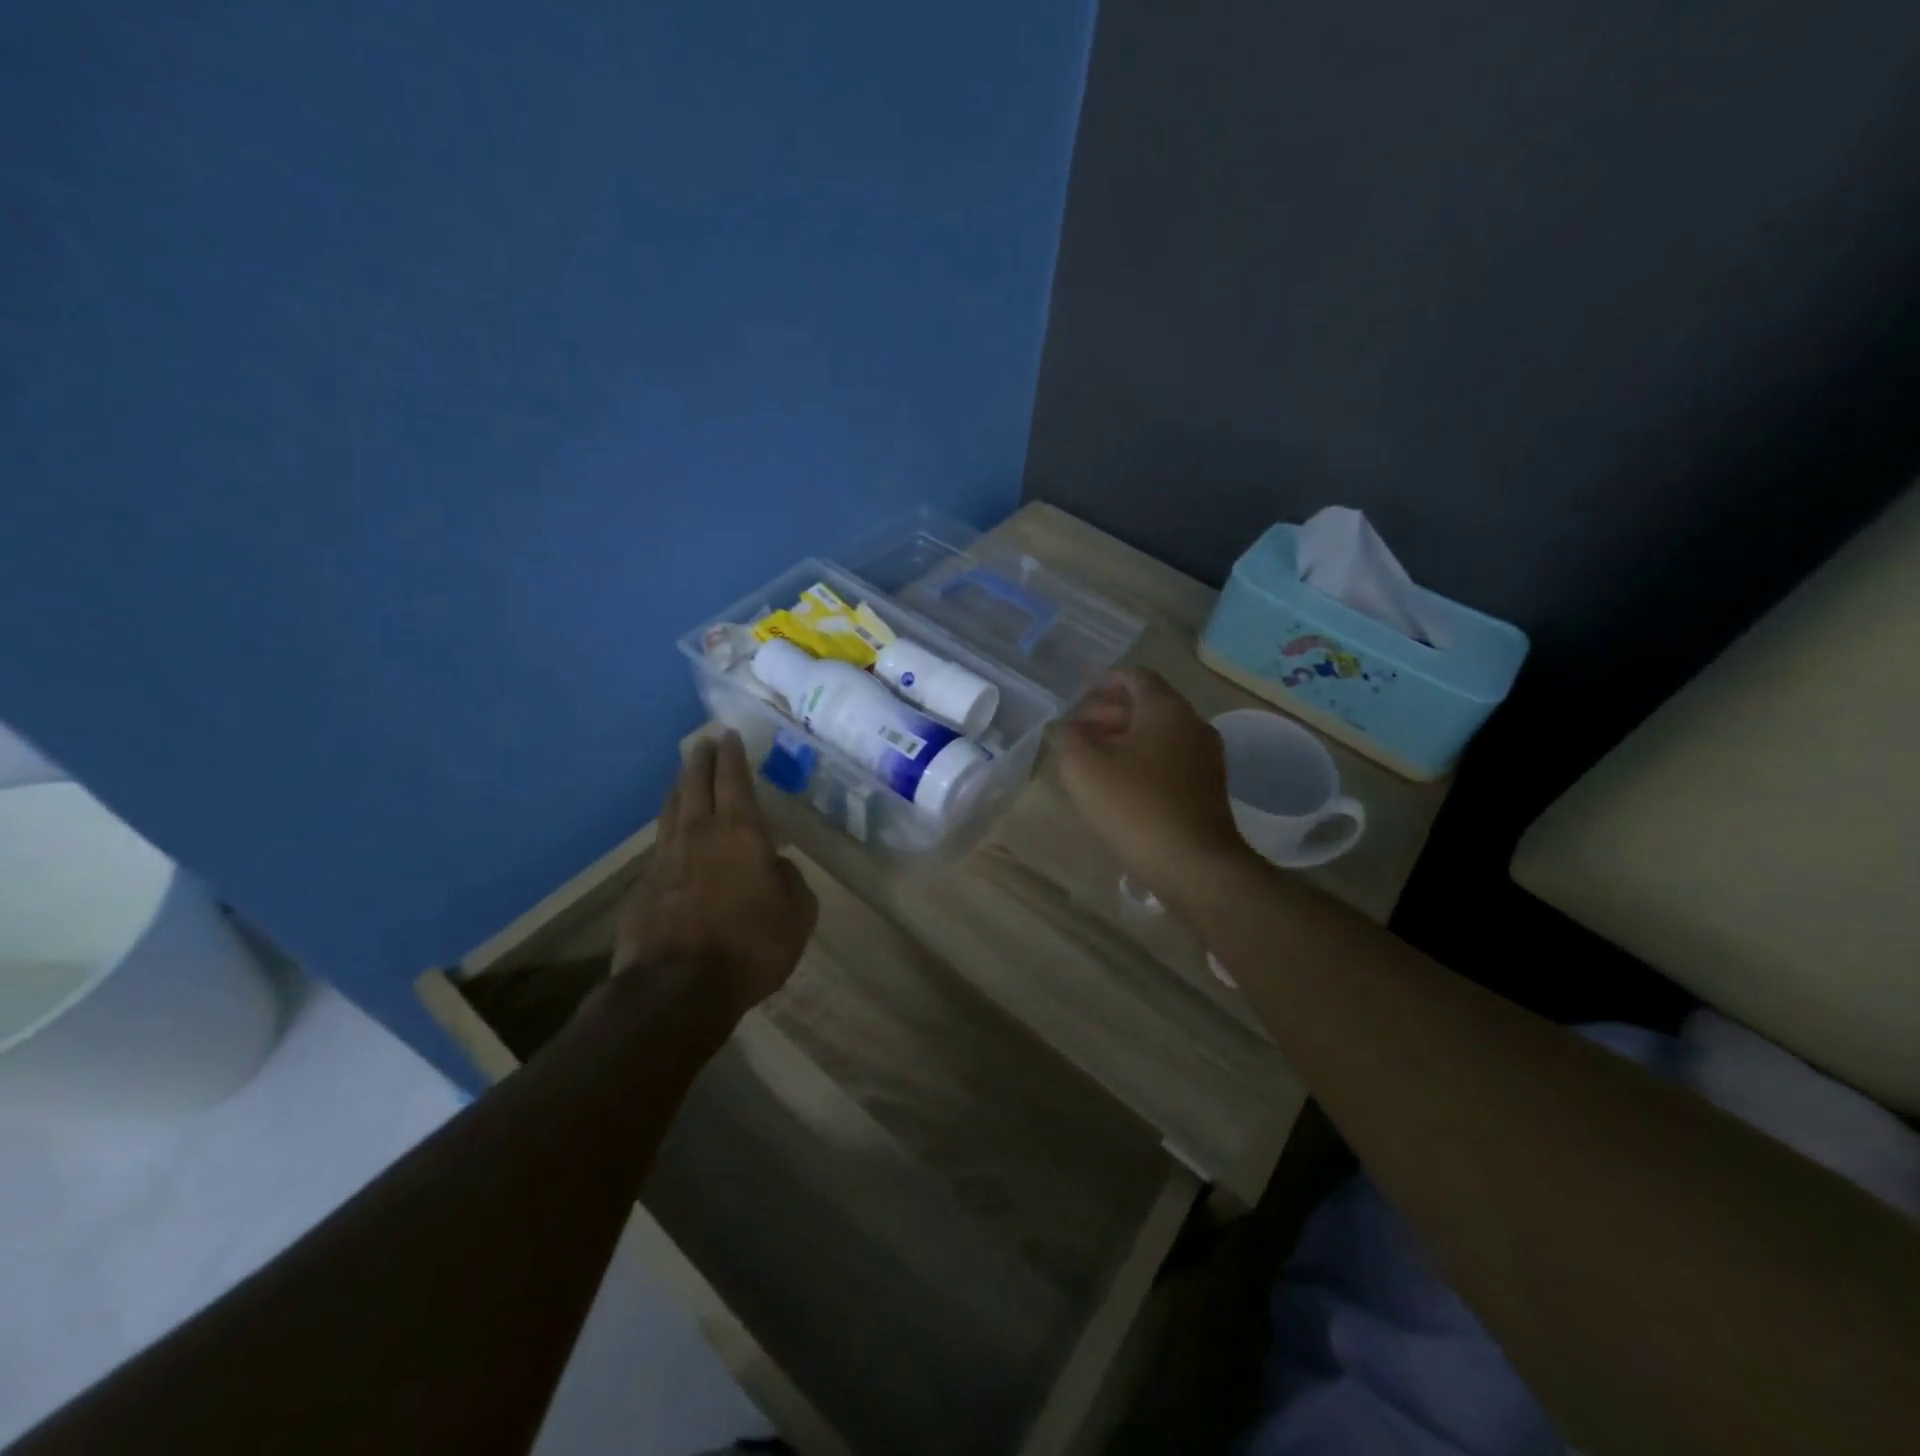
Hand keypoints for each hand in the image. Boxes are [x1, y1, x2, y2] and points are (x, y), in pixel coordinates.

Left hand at [613, 732, 817, 1019]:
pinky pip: (659, 845)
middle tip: (703, 741)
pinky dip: (669, 830)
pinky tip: (672, 837)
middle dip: (701, 759)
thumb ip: (790, 879)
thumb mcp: (797, 912)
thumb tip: (776, 865)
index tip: (728, 734)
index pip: (734, 779)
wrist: (677, 989)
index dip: (732, 755)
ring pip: (671, 810)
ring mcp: (665, 859)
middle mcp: (698, 834)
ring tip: (684, 776)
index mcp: (740, 832)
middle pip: (695, 784)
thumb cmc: (751, 945)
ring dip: (679, 787)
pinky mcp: (644, 887)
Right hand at [1052, 669, 1253, 907]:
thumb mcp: (1084, 767)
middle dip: (1108, 713)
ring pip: (1159, 734)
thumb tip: (1064, 727)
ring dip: (1124, 739)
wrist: (1193, 863)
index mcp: (1165, 708)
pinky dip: (1143, 760)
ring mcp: (1206, 757)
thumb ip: (1067, 737)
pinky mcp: (1208, 787)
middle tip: (1077, 733)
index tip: (1078, 699)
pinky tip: (1120, 785)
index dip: (1103, 682)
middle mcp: (1192, 724)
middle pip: (1147, 705)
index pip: (1135, 677)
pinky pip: (1170, 759)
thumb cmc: (1134, 805)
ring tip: (1092, 760)